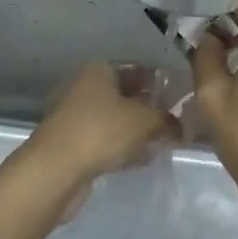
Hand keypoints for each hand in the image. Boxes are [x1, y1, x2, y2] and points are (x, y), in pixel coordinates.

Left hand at [24, 61, 180, 200]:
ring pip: (116, 119)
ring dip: (138, 130)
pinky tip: (144, 158)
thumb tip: (182, 128)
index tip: (181, 98)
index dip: (160, 82)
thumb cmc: (101, 131)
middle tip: (177, 123)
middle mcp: (84, 87)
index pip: (137, 69)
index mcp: (98, 70)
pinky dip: (124, 146)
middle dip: (150, 107)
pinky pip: (106, 140)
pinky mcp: (72, 143)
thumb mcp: (145, 120)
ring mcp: (75, 116)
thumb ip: (167, 121)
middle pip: (125, 94)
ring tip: (164, 142)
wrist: (55, 170)